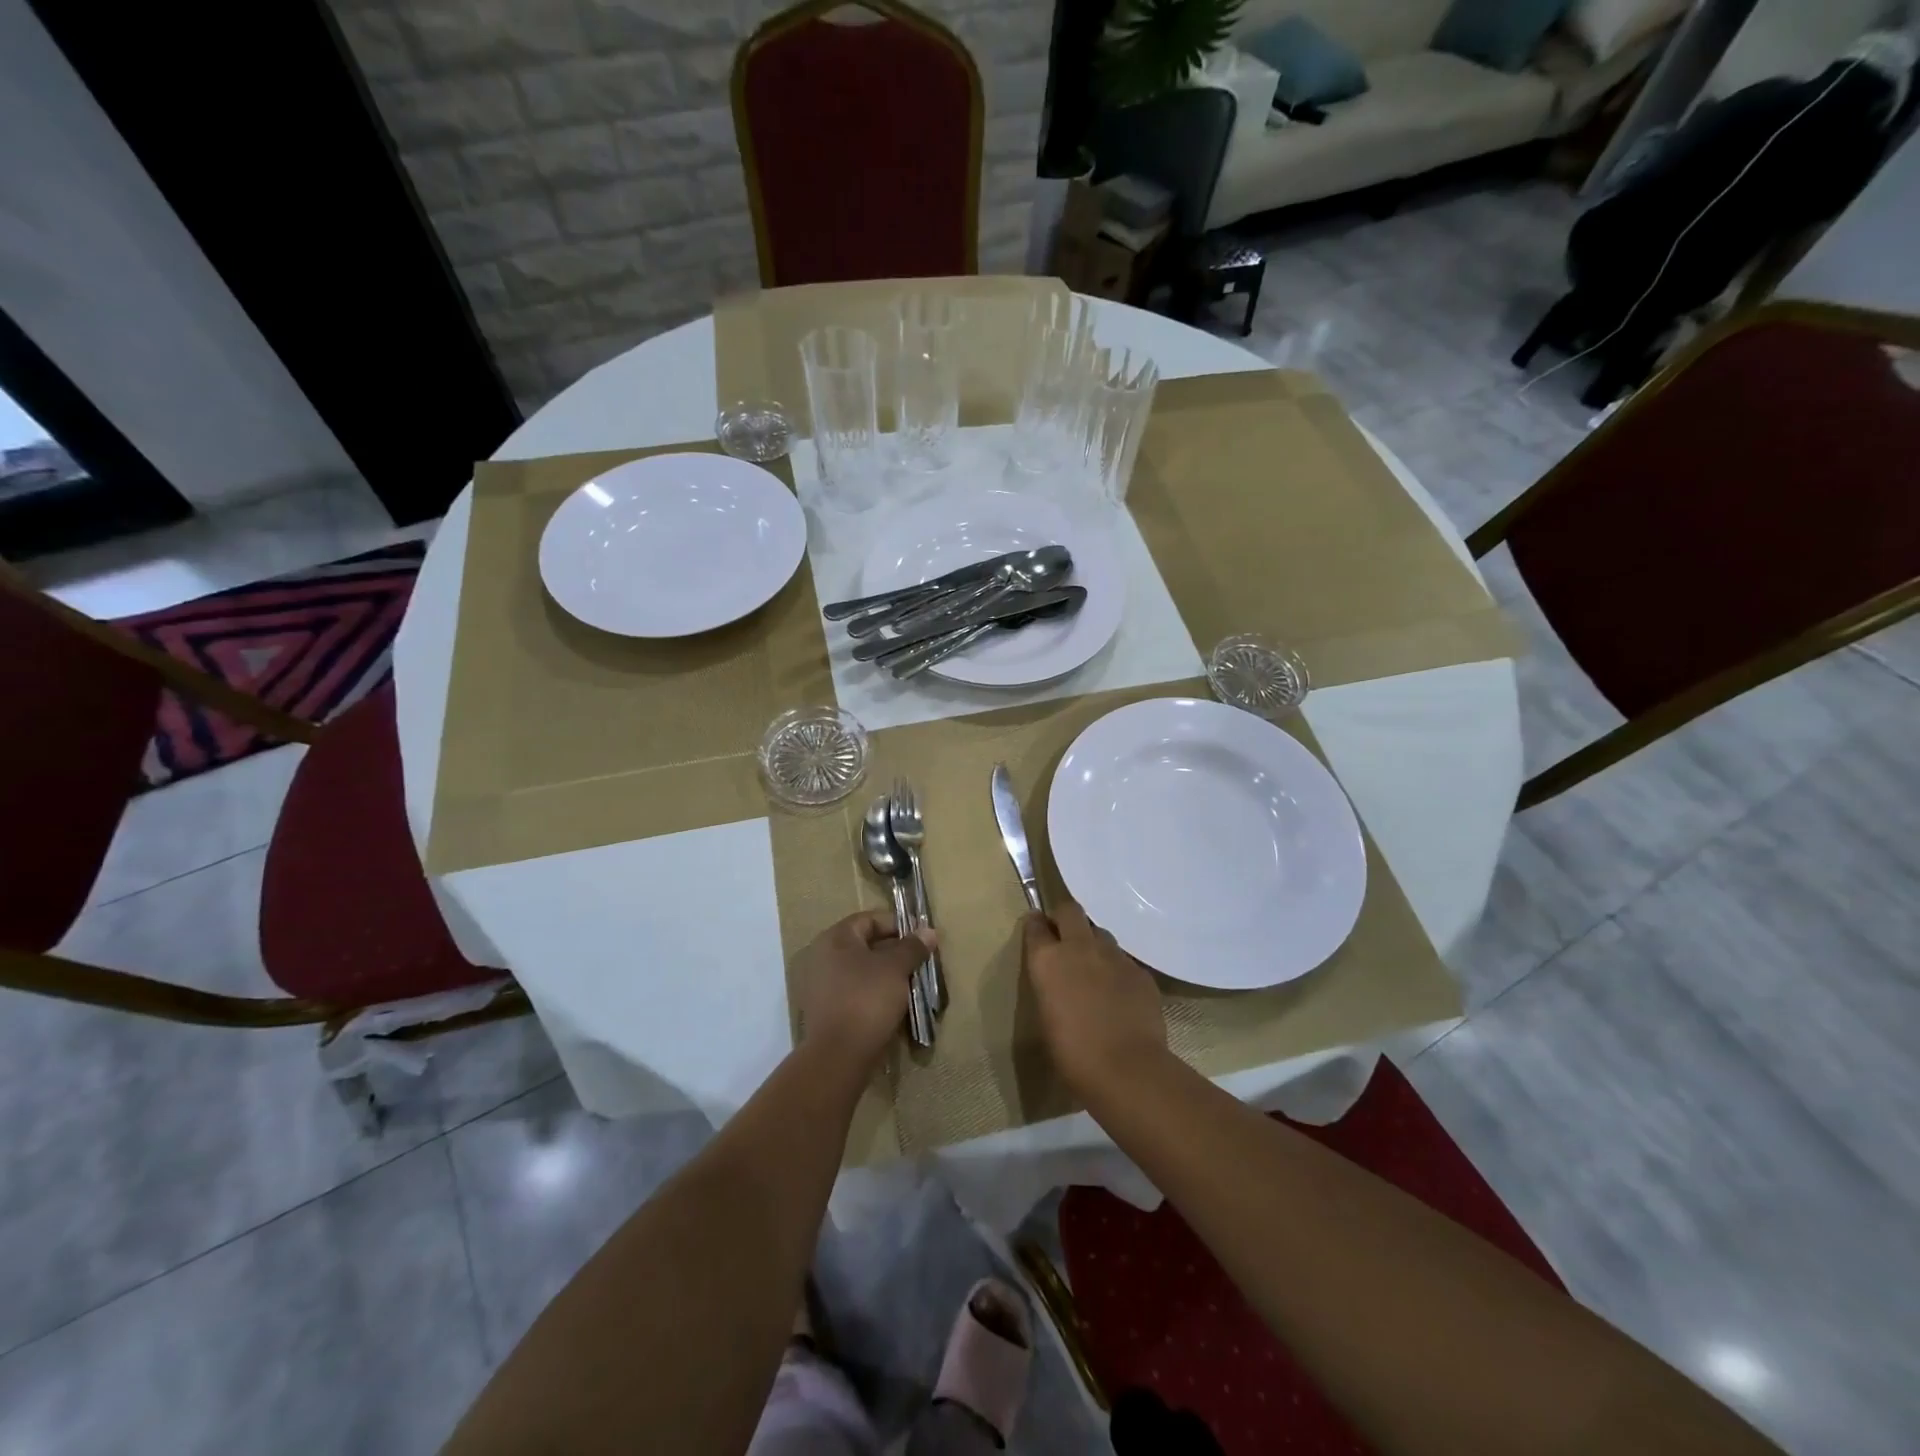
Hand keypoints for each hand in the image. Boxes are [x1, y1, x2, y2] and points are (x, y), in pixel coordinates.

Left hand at [794, 911, 935, 1068]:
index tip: (921, 939)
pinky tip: (895, 1004)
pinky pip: (856, 991)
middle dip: (896, 951)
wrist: (838, 1055)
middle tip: (920, 962)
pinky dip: (875, 993)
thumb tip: (928, 931)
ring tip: (912, 984)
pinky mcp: (827, 1010)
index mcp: (836, 938)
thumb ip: (912, 947)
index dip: (898, 925)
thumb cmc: (867, 999)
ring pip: (862, 970)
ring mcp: (822, 985)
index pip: (870, 919)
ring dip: (887, 974)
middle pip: (866, 944)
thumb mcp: (896, 968)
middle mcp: (823, 956)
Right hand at [1023, 900, 1165, 1097]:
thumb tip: (1058, 981)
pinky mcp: (1139, 970)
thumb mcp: (1046, 1016)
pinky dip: (1117, 970)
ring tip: (1095, 969)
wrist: (1126, 1067)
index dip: (1036, 926)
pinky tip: (1120, 994)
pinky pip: (1124, 960)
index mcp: (1048, 960)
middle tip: (1065, 937)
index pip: (1035, 925)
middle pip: (1070, 910)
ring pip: (1101, 934)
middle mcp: (1079, 947)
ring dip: (1094, 944)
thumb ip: (1050, 986)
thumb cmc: (1072, 1052)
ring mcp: (1113, 955)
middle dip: (1065, 918)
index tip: (1037, 930)